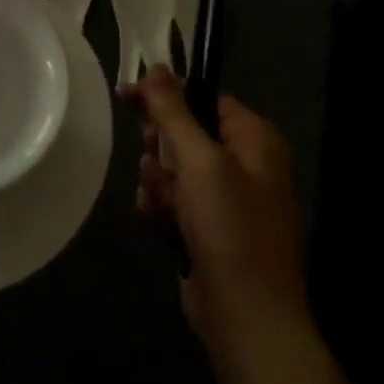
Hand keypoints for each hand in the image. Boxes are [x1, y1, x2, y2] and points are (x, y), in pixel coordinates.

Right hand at [128, 66, 307, 348]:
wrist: (247, 317)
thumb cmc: (229, 228)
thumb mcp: (199, 162)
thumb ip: (174, 112)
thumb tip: (156, 67)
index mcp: (255, 138)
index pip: (204, 96)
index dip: (165, 95)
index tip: (128, 97)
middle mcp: (246, 161)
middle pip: (187, 129)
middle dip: (161, 144)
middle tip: (151, 156)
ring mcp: (229, 196)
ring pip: (176, 165)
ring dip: (158, 177)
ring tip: (158, 198)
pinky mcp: (212, 225)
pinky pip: (178, 196)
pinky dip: (163, 202)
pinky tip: (157, 217)